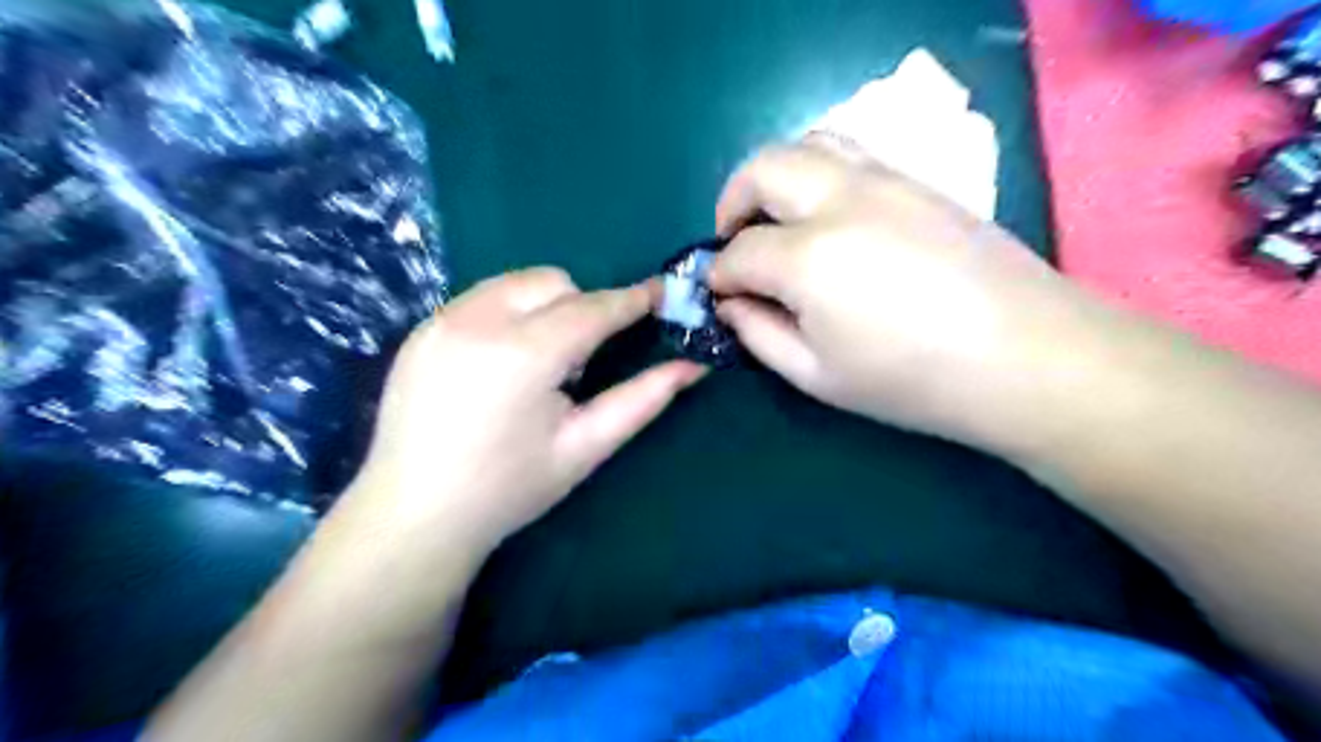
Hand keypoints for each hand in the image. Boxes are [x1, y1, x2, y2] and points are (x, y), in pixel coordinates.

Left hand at [345, 270, 706, 558]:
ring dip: (544, 307)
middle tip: (580, 362)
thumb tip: (693, 367)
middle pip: (553, 283)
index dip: (632, 300)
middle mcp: (478, 321)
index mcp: (524, 354)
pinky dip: (508, 315)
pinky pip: (481, 299)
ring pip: (515, 283)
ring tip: (539, 365)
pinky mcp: (421, 329)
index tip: (661, 292)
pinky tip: (500, 366)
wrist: (413, 516)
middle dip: (581, 308)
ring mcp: (441, 320)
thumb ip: (643, 400)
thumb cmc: (510, 489)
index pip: (593, 309)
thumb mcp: (585, 447)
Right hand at [713, 140, 1106, 451]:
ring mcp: (886, 180)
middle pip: (763, 169)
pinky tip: (828, 217)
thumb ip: (759, 334)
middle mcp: (841, 200)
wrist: (1026, 357)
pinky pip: (852, 154)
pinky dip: (819, 173)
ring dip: (776, 177)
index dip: (720, 275)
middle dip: (733, 201)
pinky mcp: (919, 181)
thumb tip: (731, 303)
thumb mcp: (817, 375)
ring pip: (810, 144)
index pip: (740, 252)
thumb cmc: (912, 381)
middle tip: (733, 240)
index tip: (720, 294)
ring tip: (777, 219)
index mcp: (809, 258)